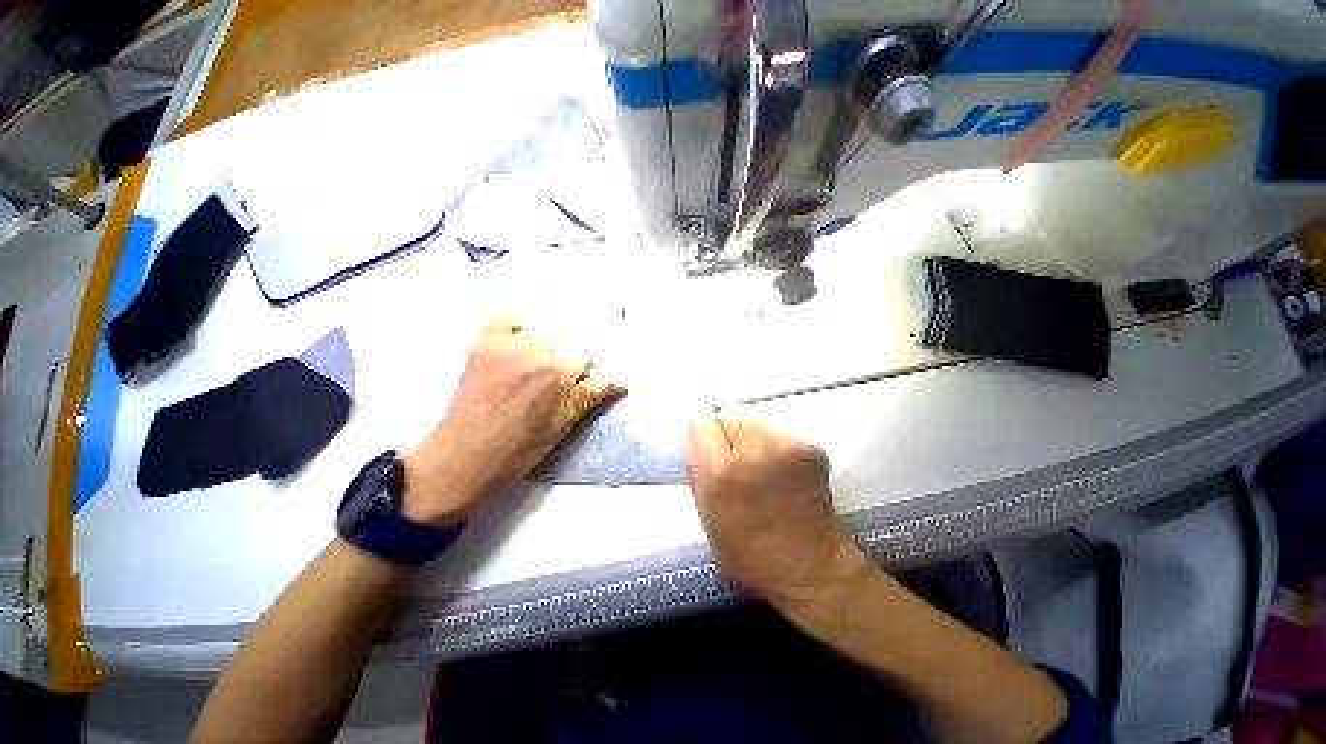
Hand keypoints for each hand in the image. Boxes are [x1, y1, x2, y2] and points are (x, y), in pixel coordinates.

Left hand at [402, 316, 624, 525]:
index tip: (575, 389)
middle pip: (564, 343)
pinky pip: (503, 320)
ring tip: (533, 371)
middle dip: (565, 362)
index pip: (585, 356)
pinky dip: (514, 329)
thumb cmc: (521, 449)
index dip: (583, 374)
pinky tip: (516, 347)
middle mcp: (535, 349)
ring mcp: (506, 345)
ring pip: (540, 333)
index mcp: (559, 371)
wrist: (465, 458)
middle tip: (553, 386)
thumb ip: (593, 395)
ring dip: (544, 348)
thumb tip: (623, 381)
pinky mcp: (483, 345)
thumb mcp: (564, 424)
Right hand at [687, 418, 870, 615]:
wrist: (812, 569)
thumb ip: (699, 472)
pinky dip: (775, 448)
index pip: (702, 424)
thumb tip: (700, 441)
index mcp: (722, 472)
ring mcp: (786, 447)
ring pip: (756, 423)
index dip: (704, 437)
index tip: (709, 452)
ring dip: (751, 439)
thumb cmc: (749, 554)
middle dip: (728, 434)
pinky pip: (779, 436)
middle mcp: (753, 451)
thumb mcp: (706, 518)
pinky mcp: (811, 449)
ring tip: (760, 467)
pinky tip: (783, 474)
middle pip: (730, 416)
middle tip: (734, 460)